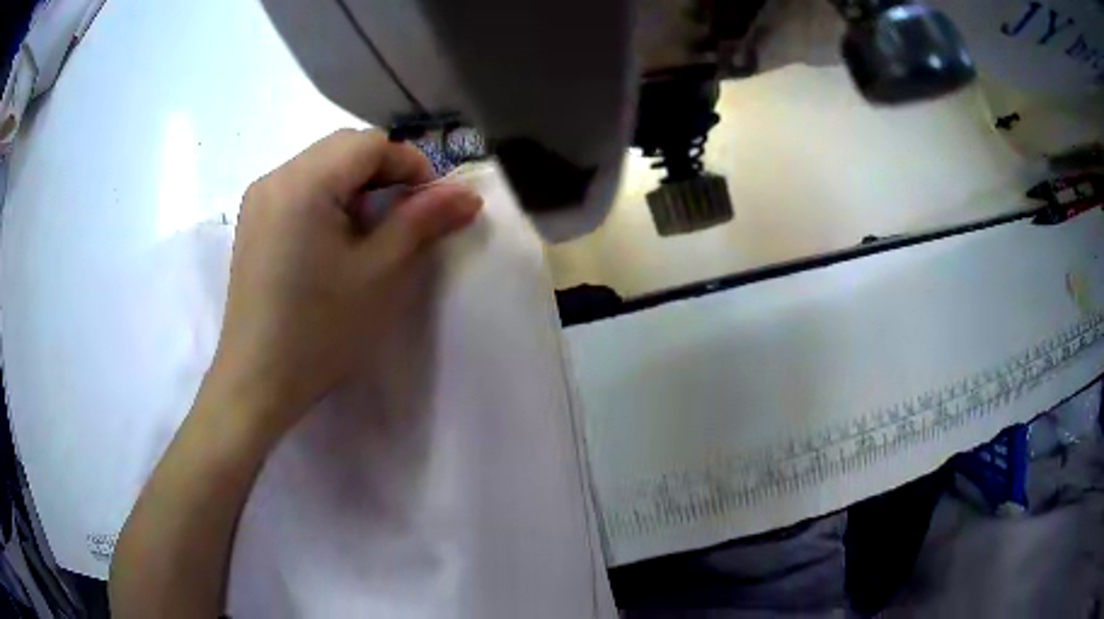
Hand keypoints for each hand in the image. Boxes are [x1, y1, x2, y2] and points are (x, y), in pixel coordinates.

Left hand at [205, 129, 481, 438]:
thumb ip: (424, 221)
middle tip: (404, 218)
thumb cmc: (319, 331)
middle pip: (344, 148)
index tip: (431, 206)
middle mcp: (276, 176)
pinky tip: (335, 239)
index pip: (371, 144)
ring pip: (321, 165)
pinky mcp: (253, 221)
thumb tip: (468, 194)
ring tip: (370, 231)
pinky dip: (329, 199)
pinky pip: (300, 188)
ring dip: (357, 186)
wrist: (257, 381)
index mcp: (304, 181)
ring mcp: (259, 199)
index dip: (411, 165)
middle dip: (384, 173)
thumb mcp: (380, 273)